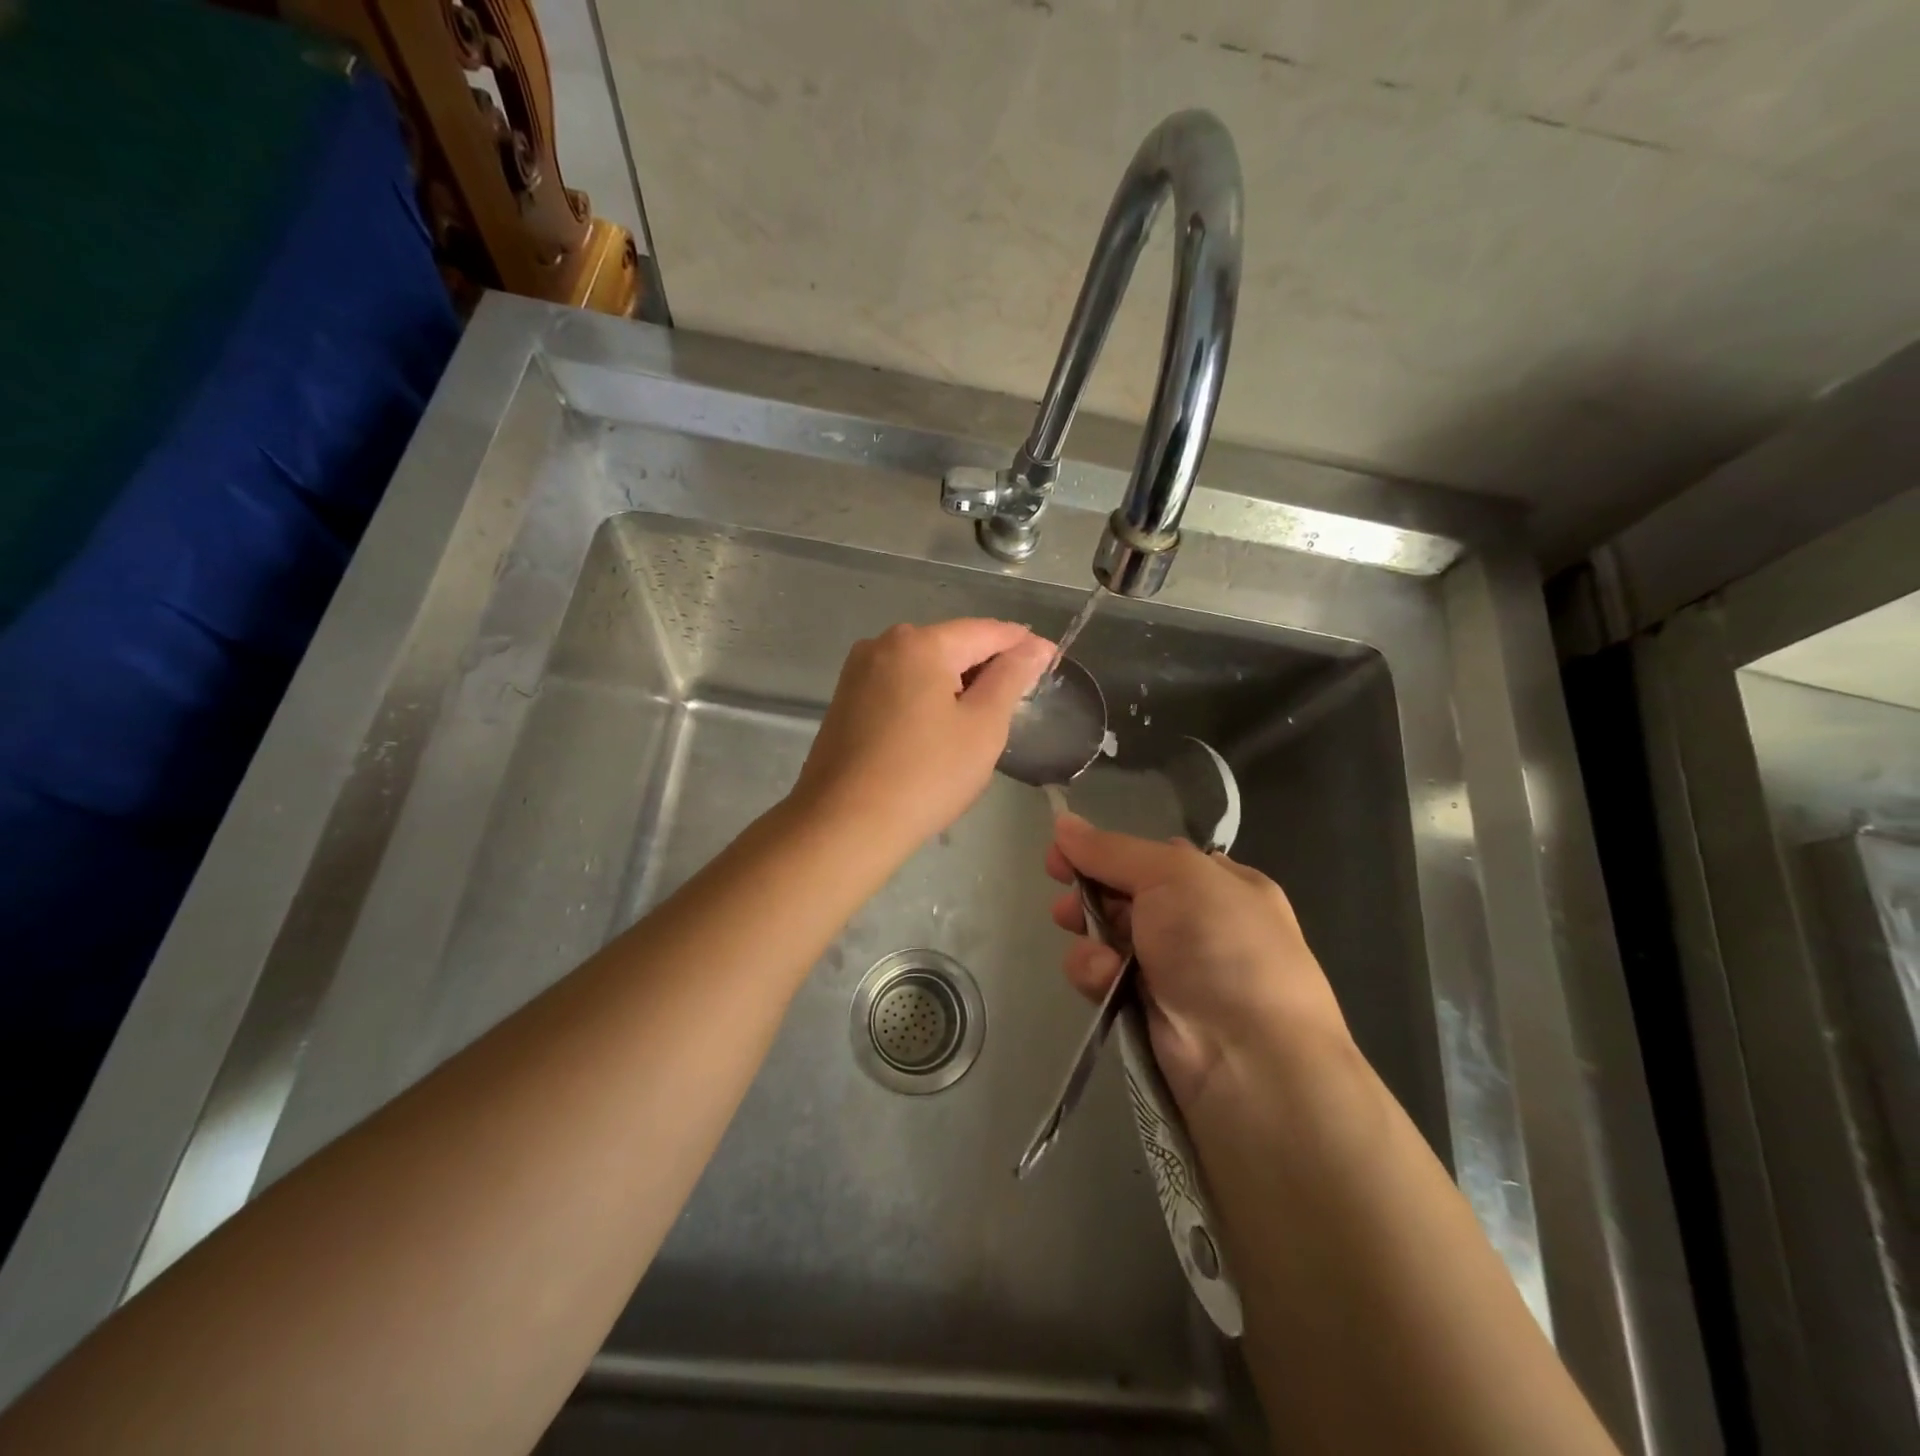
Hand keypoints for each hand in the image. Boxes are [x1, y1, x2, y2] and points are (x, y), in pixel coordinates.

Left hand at [793, 619, 1052, 855]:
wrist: (844, 824)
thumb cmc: (926, 776)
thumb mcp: (982, 727)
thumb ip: (1010, 678)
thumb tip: (1035, 647)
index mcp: (920, 643)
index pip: (986, 631)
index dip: (1024, 644)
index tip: (1052, 660)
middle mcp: (883, 645)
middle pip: (951, 644)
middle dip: (988, 664)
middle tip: (1022, 695)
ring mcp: (858, 673)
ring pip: (923, 666)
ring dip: (957, 683)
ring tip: (985, 715)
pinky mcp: (845, 701)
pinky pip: (900, 686)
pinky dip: (927, 697)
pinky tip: (941, 728)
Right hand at [1046, 814, 1352, 1111]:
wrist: (1249, 1059)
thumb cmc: (1220, 945)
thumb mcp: (1172, 876)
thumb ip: (1111, 850)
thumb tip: (1062, 821)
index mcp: (1220, 884)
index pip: (1152, 857)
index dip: (1106, 852)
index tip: (1063, 851)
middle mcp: (1200, 923)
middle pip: (1126, 895)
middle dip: (1089, 893)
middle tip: (1063, 896)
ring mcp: (1175, 969)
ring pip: (1109, 936)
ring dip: (1090, 935)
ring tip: (1085, 941)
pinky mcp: (1149, 1010)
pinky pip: (1106, 976)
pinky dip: (1097, 972)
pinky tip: (1104, 979)